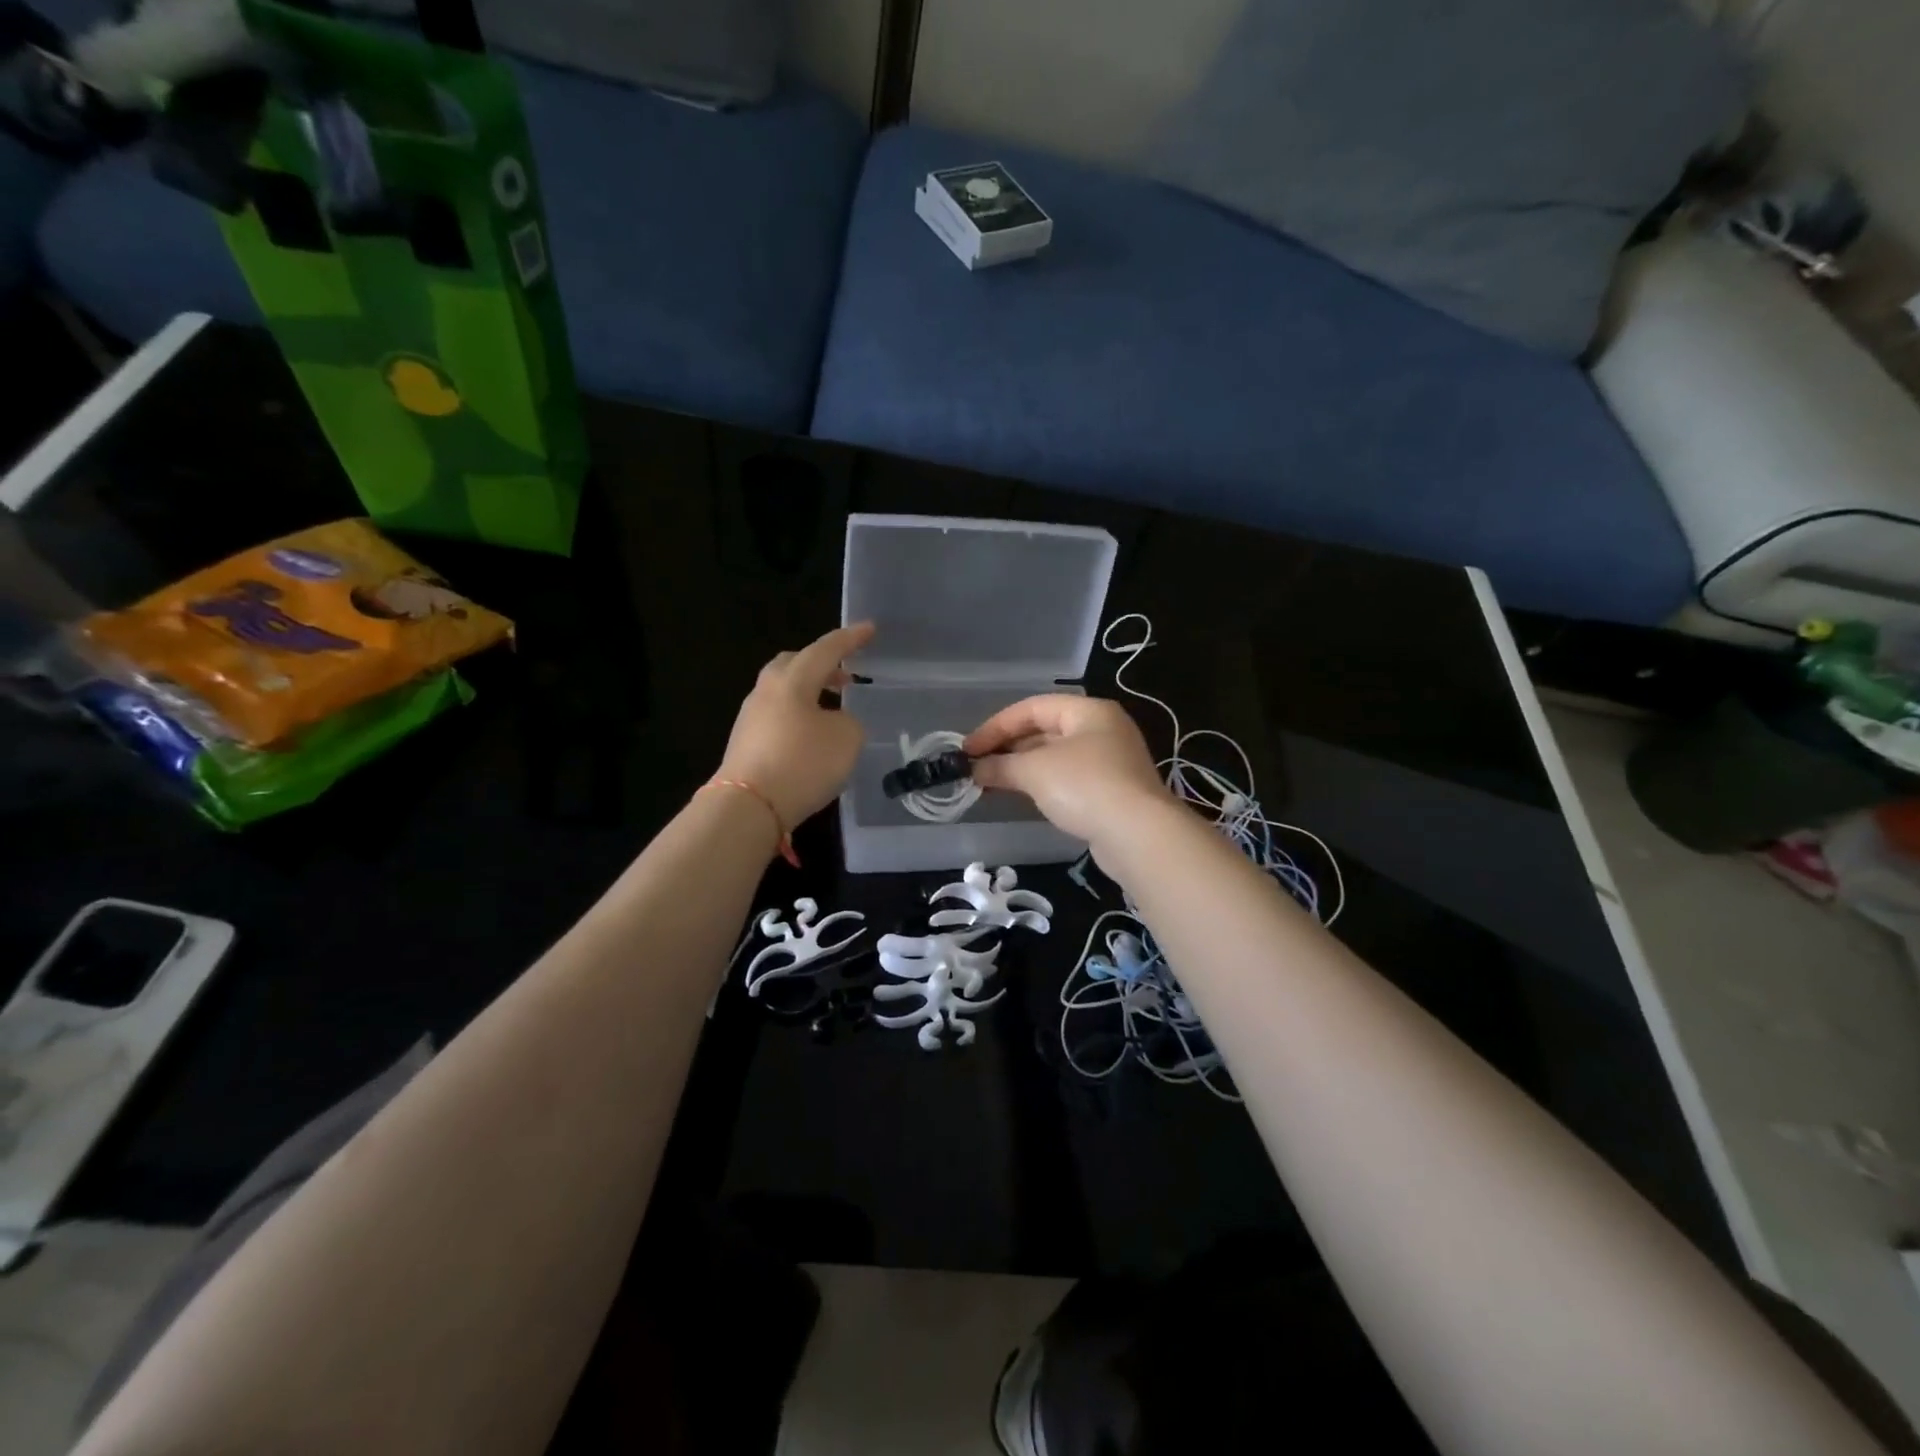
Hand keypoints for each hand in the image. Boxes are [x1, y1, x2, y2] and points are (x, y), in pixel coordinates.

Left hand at [718, 623, 873, 828]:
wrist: (748, 806)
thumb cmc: (802, 763)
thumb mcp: (846, 739)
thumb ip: (849, 721)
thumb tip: (835, 721)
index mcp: (793, 679)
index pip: (826, 649)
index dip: (850, 639)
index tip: (869, 629)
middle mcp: (767, 690)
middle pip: (794, 664)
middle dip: (822, 664)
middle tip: (846, 674)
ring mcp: (751, 716)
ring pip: (784, 691)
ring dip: (810, 693)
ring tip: (834, 709)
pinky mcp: (745, 742)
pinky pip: (777, 716)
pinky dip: (798, 716)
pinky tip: (812, 737)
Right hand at [964, 695, 1172, 850]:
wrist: (1138, 835)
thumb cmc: (1084, 786)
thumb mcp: (1035, 770)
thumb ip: (1000, 765)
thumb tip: (974, 769)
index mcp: (1088, 711)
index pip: (1032, 708)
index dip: (996, 726)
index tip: (968, 749)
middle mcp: (1102, 729)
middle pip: (1044, 731)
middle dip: (1007, 748)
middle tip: (976, 767)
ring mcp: (1109, 762)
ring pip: (1054, 757)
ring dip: (1021, 768)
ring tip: (989, 783)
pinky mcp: (1111, 792)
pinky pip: (1067, 779)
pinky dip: (1041, 784)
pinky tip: (1020, 797)